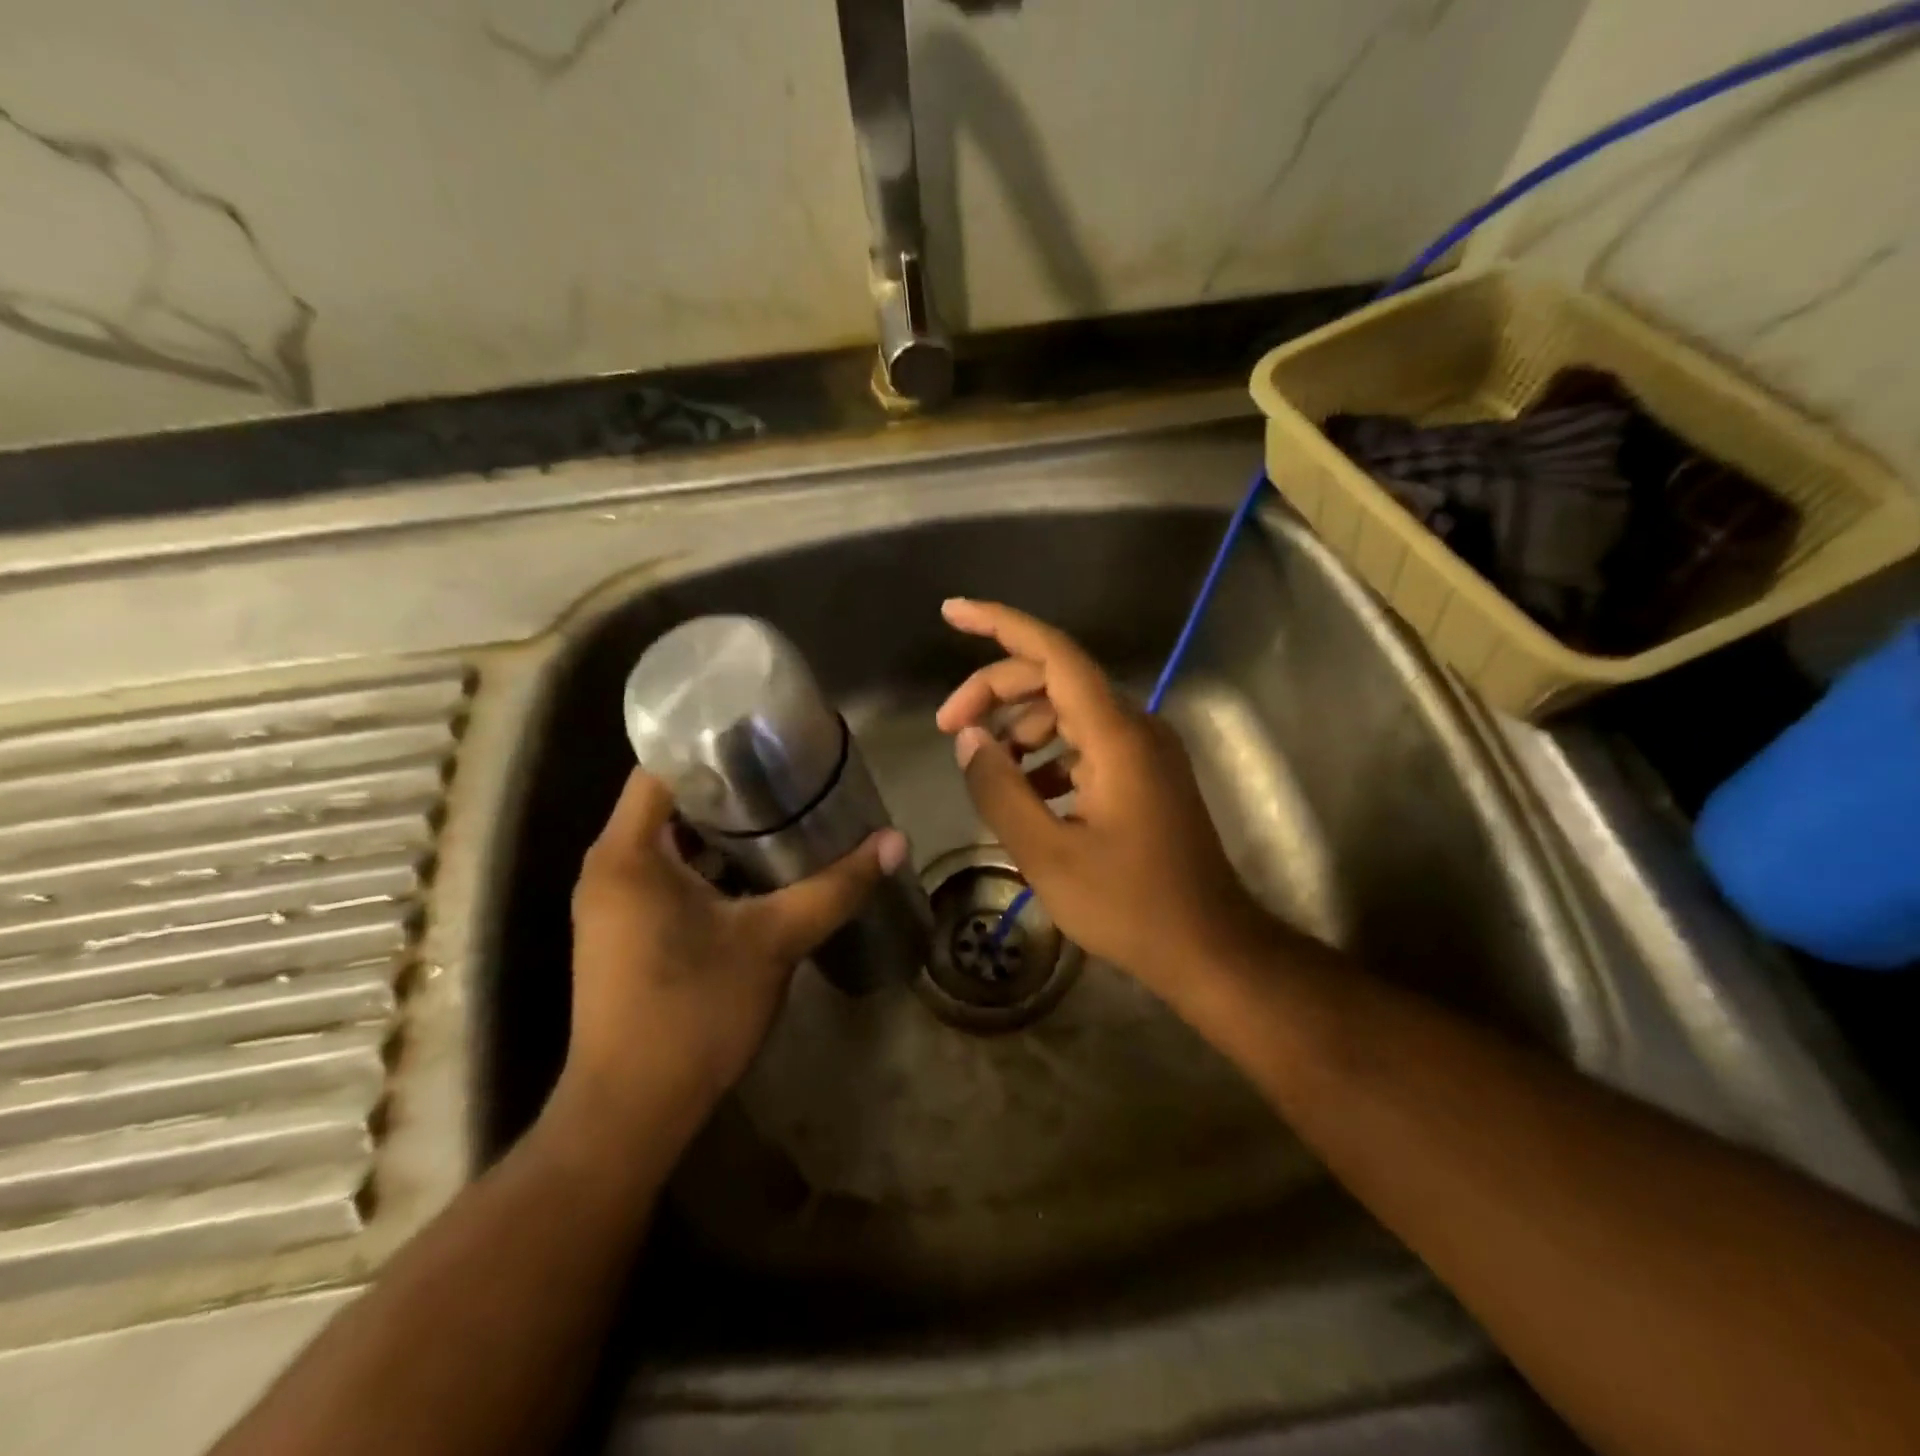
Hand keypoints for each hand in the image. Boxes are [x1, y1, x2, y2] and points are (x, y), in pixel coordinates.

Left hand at [561, 770, 905, 1136]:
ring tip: (788, 808)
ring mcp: (614, 903)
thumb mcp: (773, 941)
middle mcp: (611, 868)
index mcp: (628, 853)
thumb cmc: (693, 1012)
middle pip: (671, 801)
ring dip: (724, 830)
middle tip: (791, 770)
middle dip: (730, 786)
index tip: (766, 734)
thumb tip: (894, 841)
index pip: (663, 767)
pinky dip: (712, 865)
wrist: (631, 1113)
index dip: (712, 743)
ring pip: (673, 843)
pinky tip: (764, 867)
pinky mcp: (627, 932)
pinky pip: (671, 876)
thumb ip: (834, 887)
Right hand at [934, 598, 1269, 999]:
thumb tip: (970, 741)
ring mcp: (1144, 750)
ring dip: (1020, 726)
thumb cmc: (1130, 906)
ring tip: (986, 769)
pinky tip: (1026, 791)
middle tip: (949, 728)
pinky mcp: (1145, 775)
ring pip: (1069, 711)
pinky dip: (1048, 754)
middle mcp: (1134, 727)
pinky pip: (1086, 743)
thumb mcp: (1048, 854)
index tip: (952, 613)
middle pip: (1055, 679)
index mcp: (1115, 735)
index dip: (1000, 625)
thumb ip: (1000, 791)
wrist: (1210, 947)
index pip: (1053, 653)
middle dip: (995, 692)